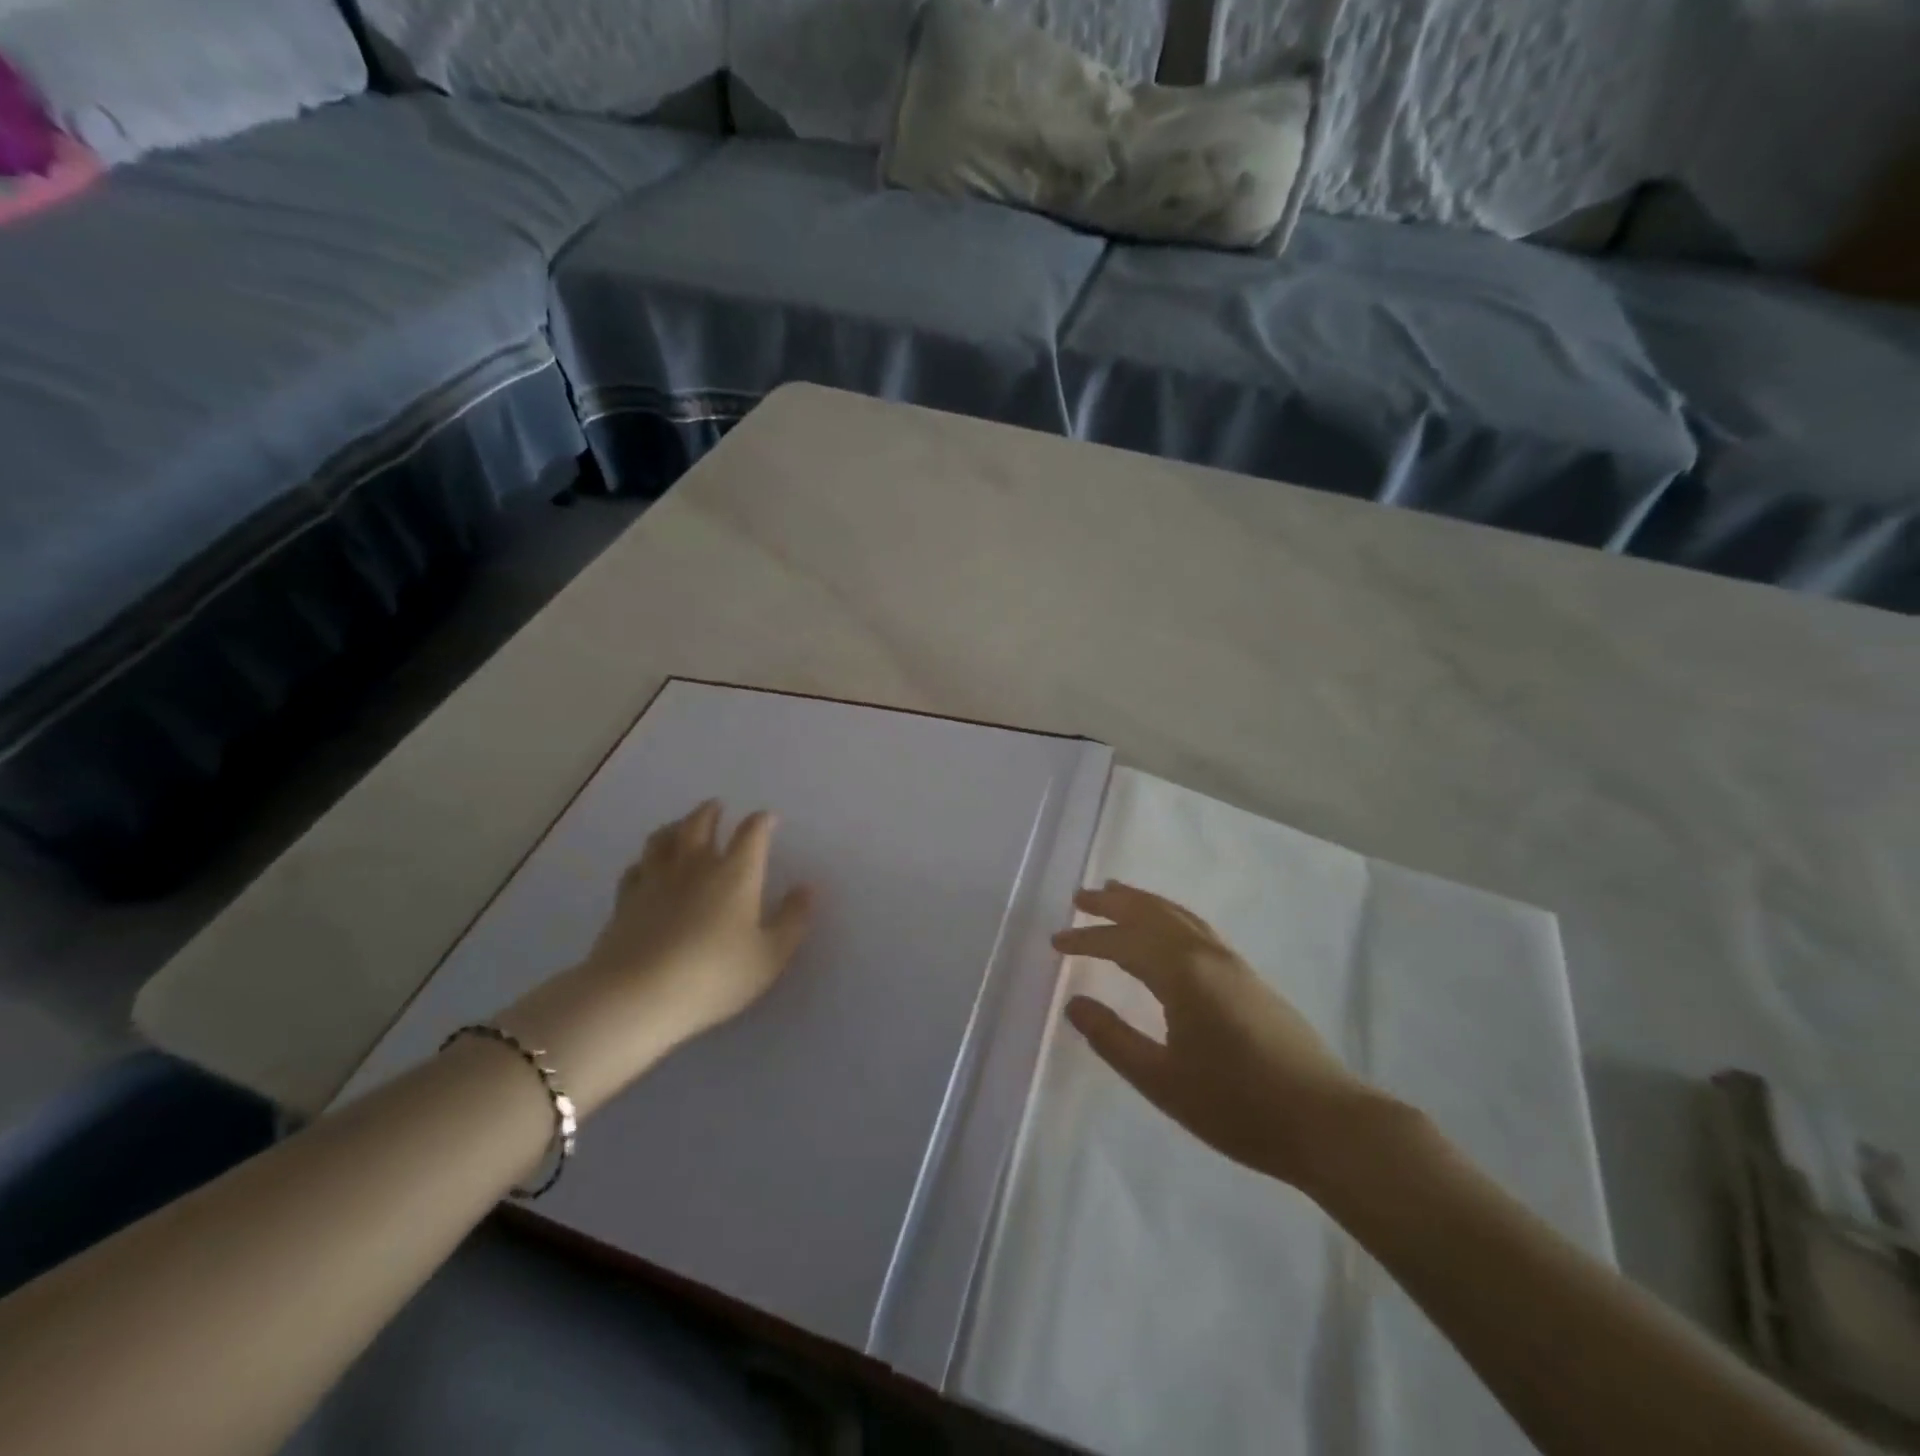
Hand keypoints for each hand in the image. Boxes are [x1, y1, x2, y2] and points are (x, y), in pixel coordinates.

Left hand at [506, 801, 812, 1114]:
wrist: (638, 996)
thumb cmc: (715, 976)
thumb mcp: (770, 956)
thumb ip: (792, 920)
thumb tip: (806, 889)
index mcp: (736, 873)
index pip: (751, 834)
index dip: (761, 822)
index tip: (767, 818)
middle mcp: (695, 866)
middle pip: (700, 824)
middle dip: (711, 813)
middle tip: (716, 806)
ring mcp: (656, 880)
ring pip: (663, 839)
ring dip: (675, 826)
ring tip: (681, 825)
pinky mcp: (625, 901)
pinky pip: (635, 869)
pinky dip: (645, 861)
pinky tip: (645, 867)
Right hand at [1053, 882, 1382, 1190]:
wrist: (1327, 1122)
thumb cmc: (1238, 1107)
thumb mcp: (1162, 1082)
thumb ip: (1113, 1039)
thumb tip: (1074, 1004)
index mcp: (1182, 973)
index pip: (1123, 943)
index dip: (1087, 939)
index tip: (1056, 942)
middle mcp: (1207, 955)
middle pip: (1153, 913)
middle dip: (1114, 902)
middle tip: (1081, 897)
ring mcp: (1233, 963)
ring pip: (1179, 916)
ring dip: (1144, 902)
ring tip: (1117, 892)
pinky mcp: (1249, 977)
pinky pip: (1197, 928)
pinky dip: (1170, 916)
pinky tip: (1167, 930)